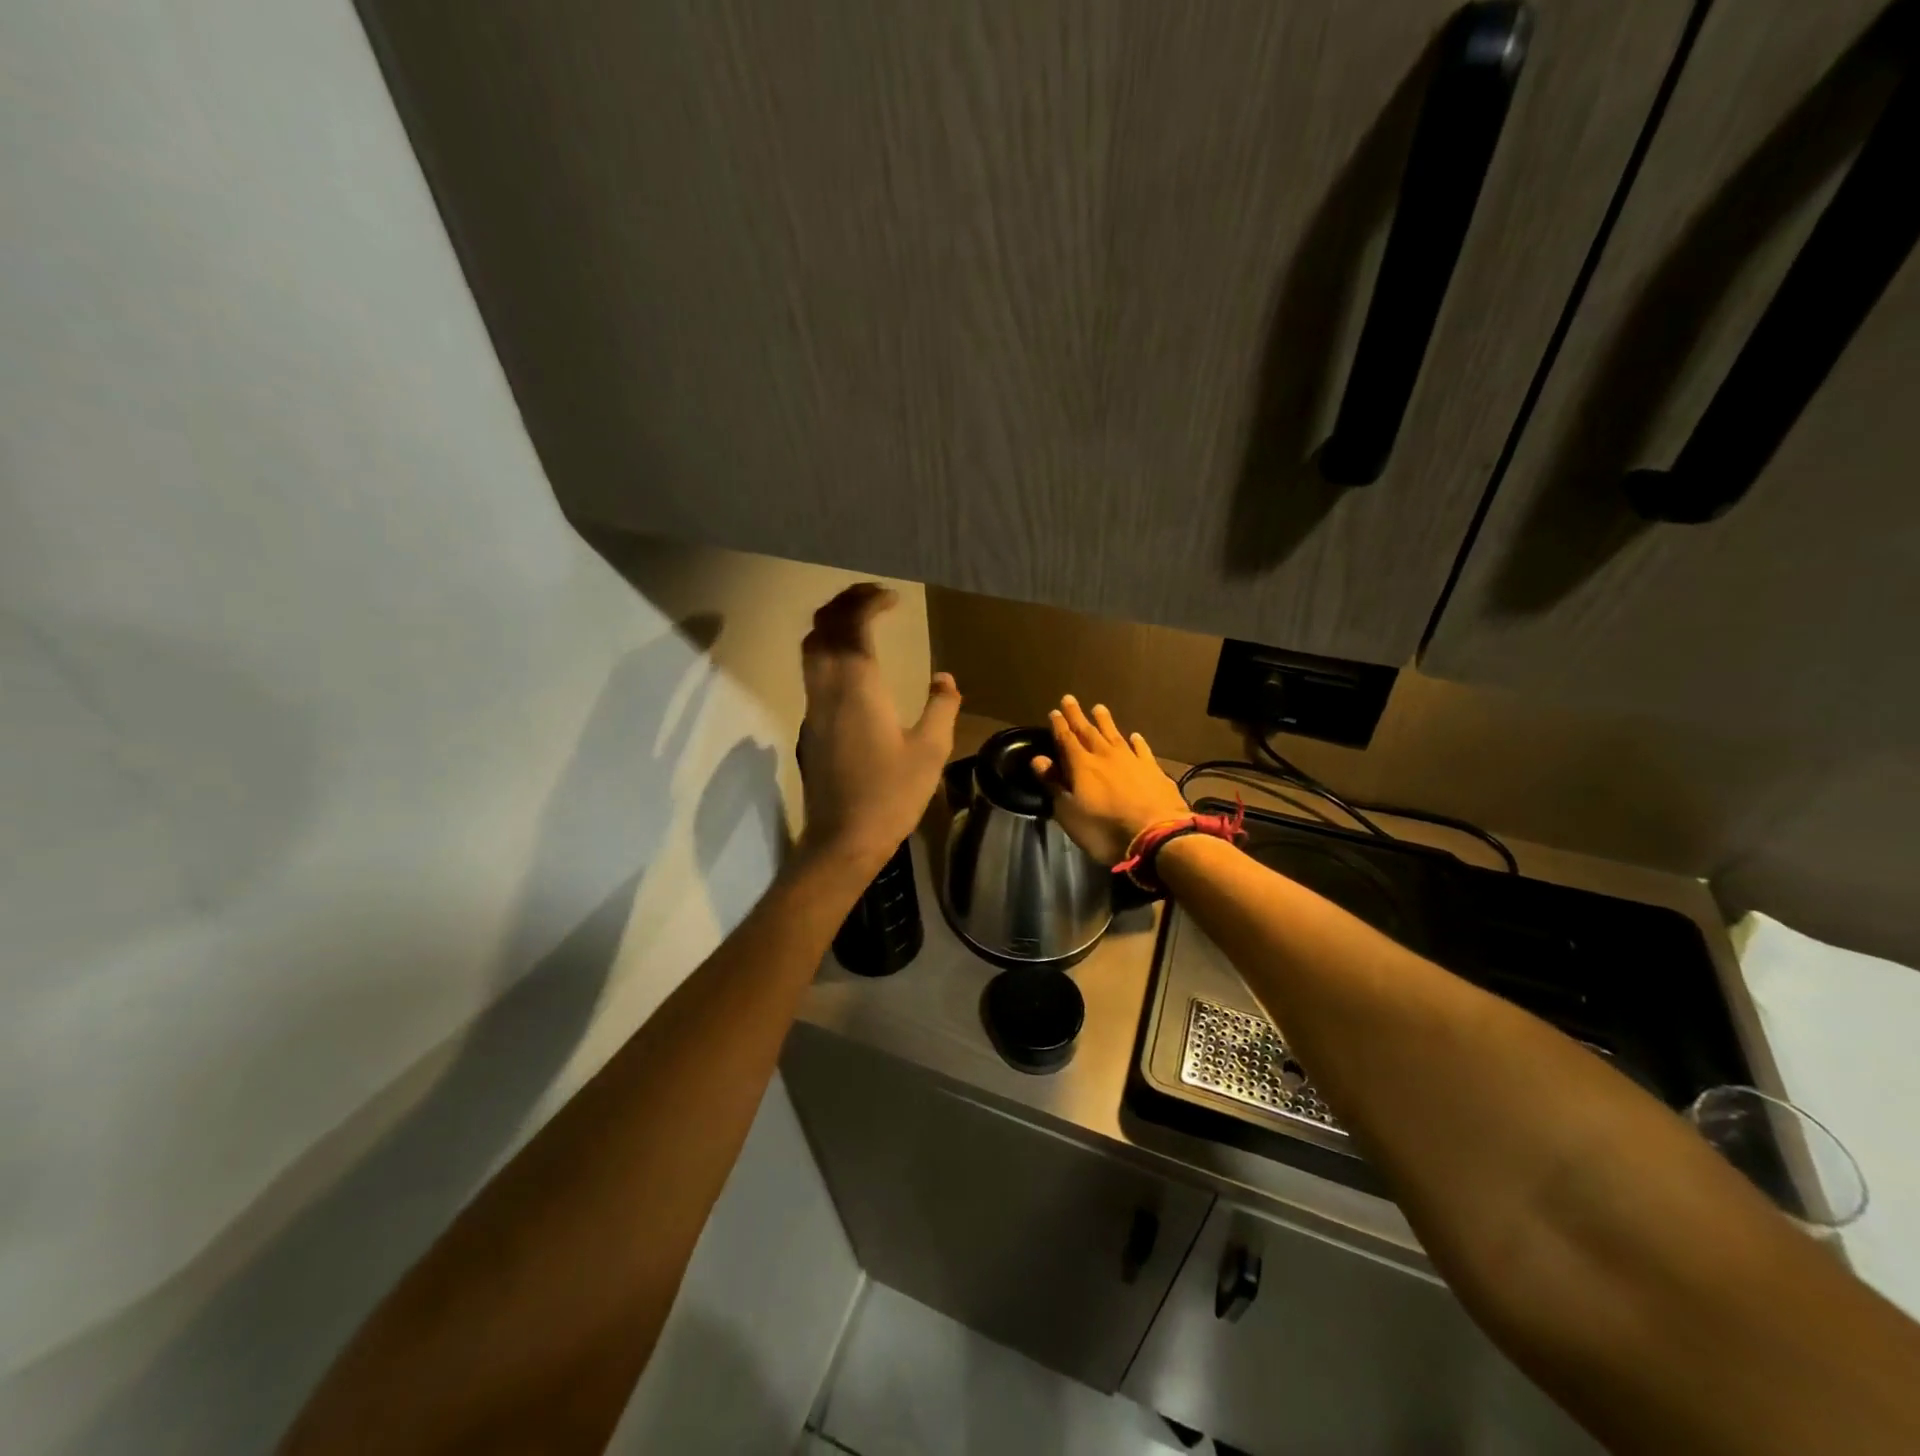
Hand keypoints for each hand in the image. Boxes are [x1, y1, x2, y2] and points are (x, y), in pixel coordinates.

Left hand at [797, 584, 960, 874]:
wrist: (843, 837)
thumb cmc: (891, 794)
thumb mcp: (930, 751)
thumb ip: (941, 708)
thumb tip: (945, 678)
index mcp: (858, 686)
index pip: (852, 625)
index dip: (868, 602)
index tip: (892, 598)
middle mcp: (828, 689)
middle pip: (822, 629)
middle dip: (844, 604)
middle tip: (872, 599)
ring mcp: (813, 708)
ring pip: (810, 650)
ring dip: (830, 626)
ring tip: (859, 622)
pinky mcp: (810, 727)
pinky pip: (812, 673)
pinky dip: (827, 652)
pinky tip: (851, 666)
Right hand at [1030, 696, 1190, 865]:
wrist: (1156, 836)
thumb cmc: (1104, 829)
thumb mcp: (1069, 812)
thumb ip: (1054, 784)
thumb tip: (1038, 759)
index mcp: (1082, 766)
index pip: (1067, 740)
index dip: (1059, 726)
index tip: (1054, 712)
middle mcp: (1106, 756)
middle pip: (1089, 731)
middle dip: (1077, 716)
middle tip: (1070, 699)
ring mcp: (1132, 761)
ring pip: (1115, 735)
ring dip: (1105, 722)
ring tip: (1099, 708)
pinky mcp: (1154, 771)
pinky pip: (1142, 750)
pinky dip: (1137, 742)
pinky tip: (1134, 736)